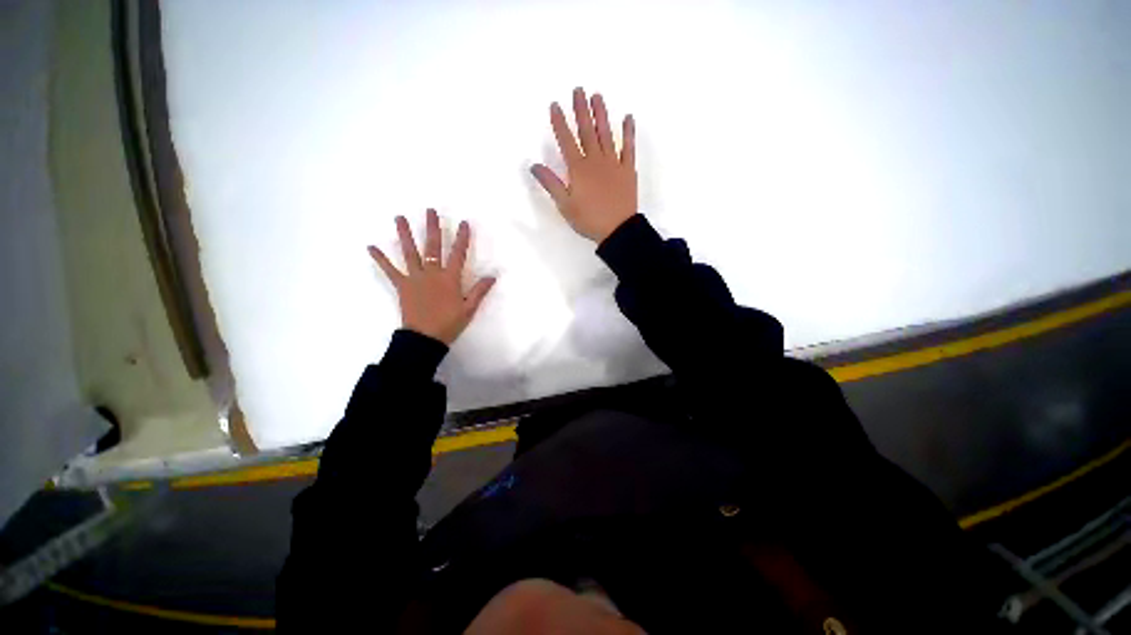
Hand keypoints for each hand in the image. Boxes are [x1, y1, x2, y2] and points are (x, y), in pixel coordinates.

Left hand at [368, 209, 495, 344]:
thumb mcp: (468, 310)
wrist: (425, 339)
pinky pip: (389, 270)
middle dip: (433, 227)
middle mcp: (432, 273)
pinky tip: (370, 247)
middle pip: (433, 245)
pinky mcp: (402, 285)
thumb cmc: (447, 325)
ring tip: (399, 217)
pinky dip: (380, 259)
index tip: (463, 223)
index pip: (458, 254)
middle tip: (431, 210)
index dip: (462, 238)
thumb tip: (492, 276)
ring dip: (405, 233)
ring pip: (410, 251)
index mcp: (450, 278)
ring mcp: (415, 277)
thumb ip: (479, 291)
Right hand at [531, 87, 637, 242]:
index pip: (566, 139)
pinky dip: (628, 132)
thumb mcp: (564, 204)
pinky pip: (628, 147)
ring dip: (601, 113)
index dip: (560, 121)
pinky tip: (627, 117)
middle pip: (587, 130)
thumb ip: (550, 183)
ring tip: (597, 96)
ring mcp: (613, 162)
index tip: (555, 105)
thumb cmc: (589, 219)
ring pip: (606, 133)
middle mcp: (595, 160)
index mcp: (578, 168)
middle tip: (578, 90)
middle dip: (581, 109)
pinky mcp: (628, 168)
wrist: (619, 231)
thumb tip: (534, 165)